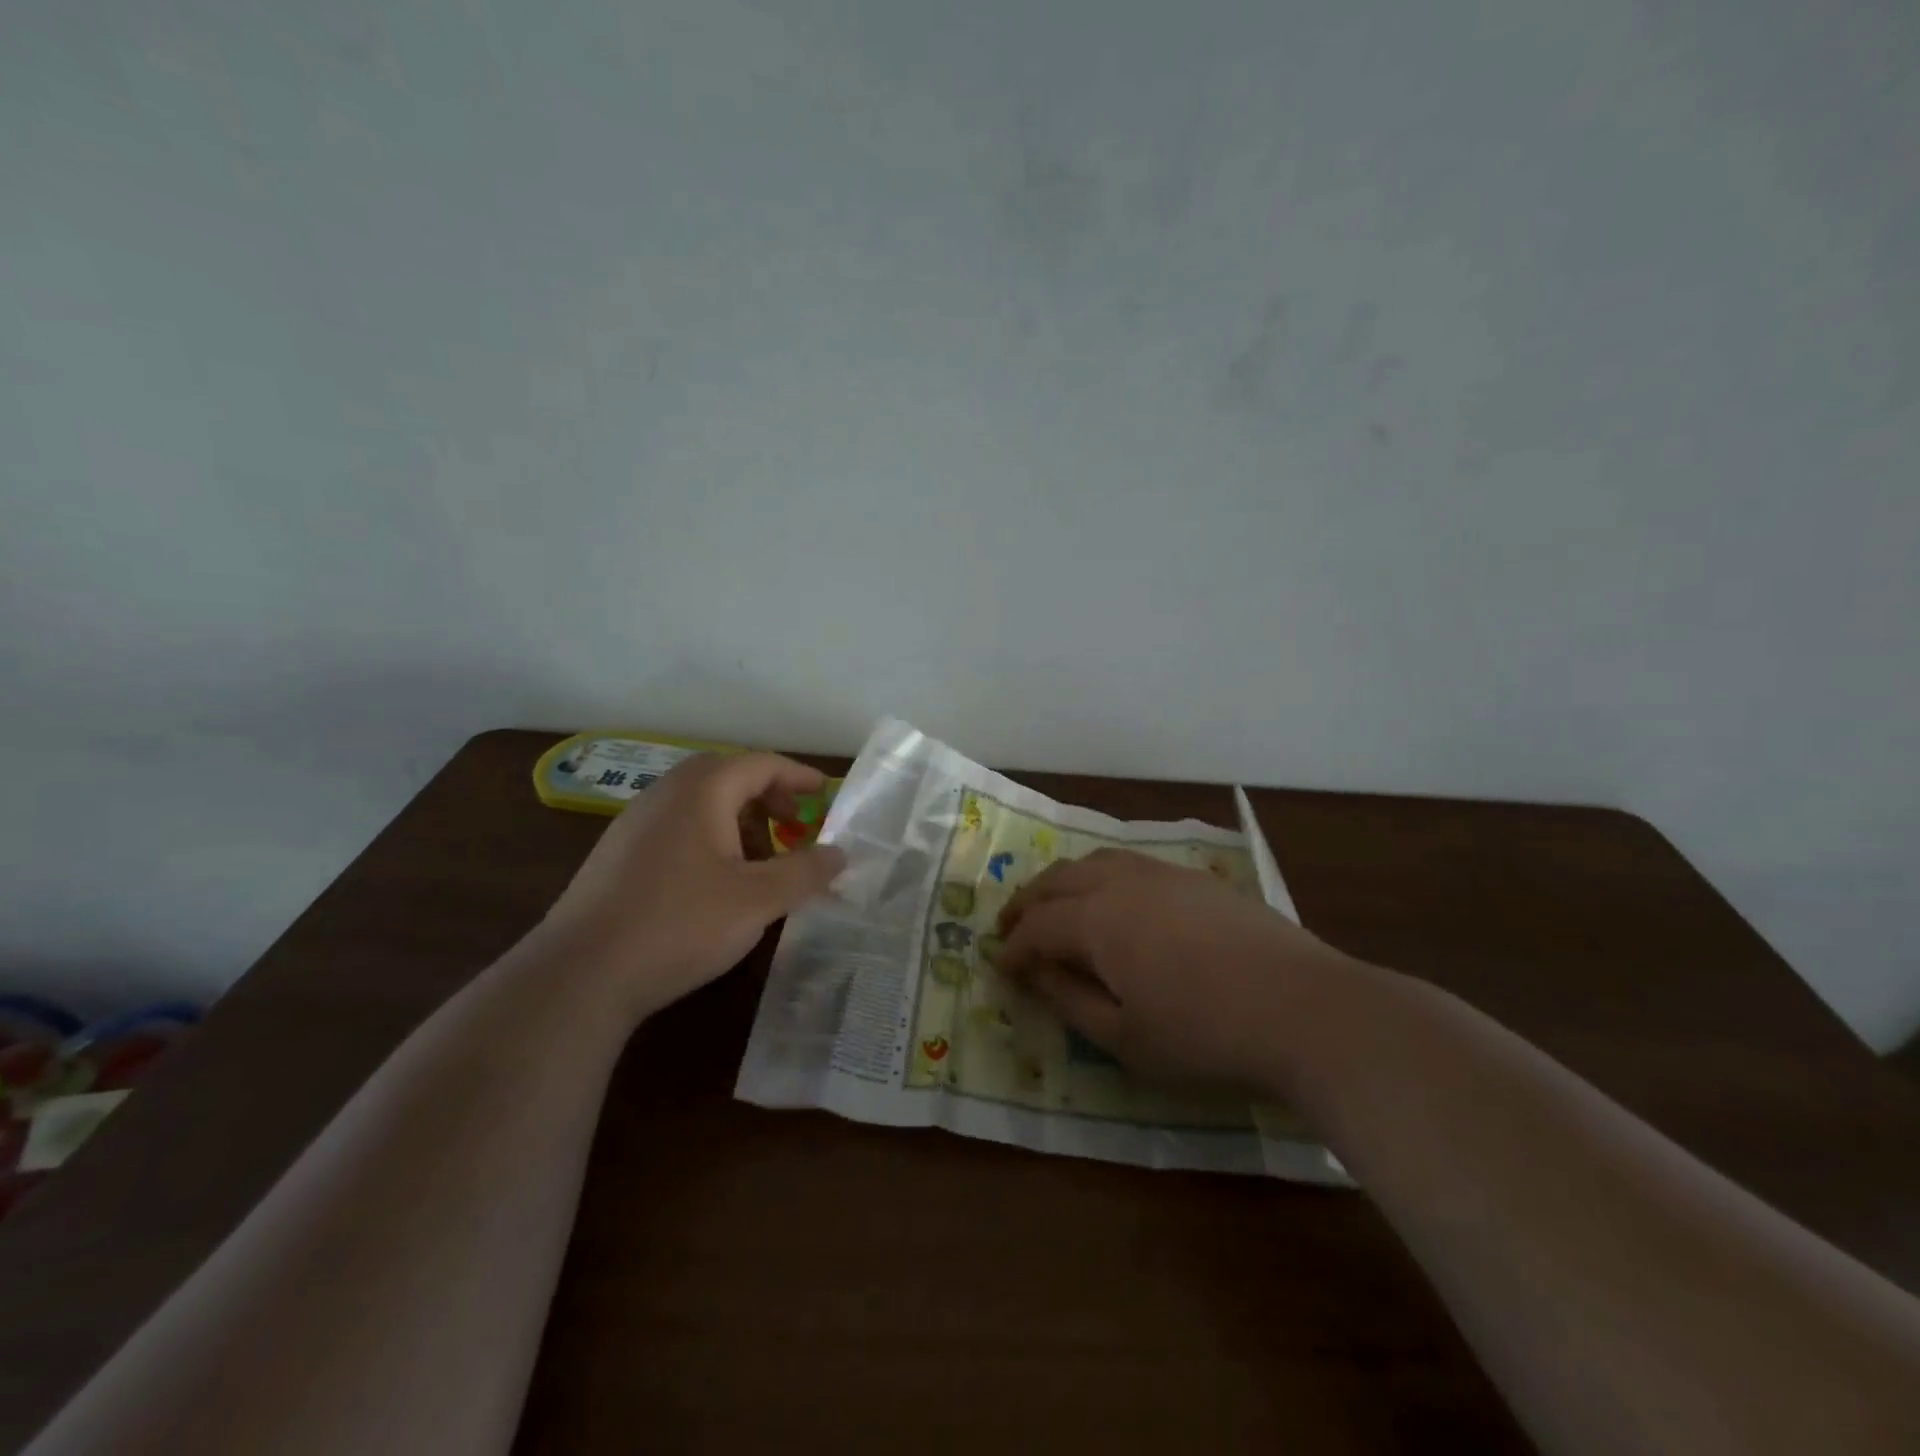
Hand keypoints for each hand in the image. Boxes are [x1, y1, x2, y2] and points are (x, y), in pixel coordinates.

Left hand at [540, 752, 844, 1019]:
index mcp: (702, 790)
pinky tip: (717, 884)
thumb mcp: (757, 900)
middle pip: (729, 777)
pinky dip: (711, 839)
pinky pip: (678, 827)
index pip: (761, 764)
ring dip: (740, 821)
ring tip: (761, 863)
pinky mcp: (619, 853)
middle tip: (797, 827)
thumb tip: (840, 854)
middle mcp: (666, 793)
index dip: (799, 776)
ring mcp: (636, 822)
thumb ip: (805, 872)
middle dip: (769, 798)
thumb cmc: (679, 924)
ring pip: (702, 804)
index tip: (827, 795)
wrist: (579, 974)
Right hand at [998, 848, 1368, 1090]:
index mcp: (1098, 919)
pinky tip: (1115, 901)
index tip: (1001, 968)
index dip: (1014, 948)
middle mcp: (1123, 882)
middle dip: (1028, 903)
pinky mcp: (1198, 880)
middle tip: (1011, 927)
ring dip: (1065, 882)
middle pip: (1059, 880)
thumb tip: (1035, 973)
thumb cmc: (1205, 1035)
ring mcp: (1164, 875)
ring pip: (1096, 862)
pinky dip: (1104, 877)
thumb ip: (1071, 1001)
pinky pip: (1132, 865)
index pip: (1038, 926)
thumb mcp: (1125, 1037)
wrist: (1304, 1009)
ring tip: (1055, 906)